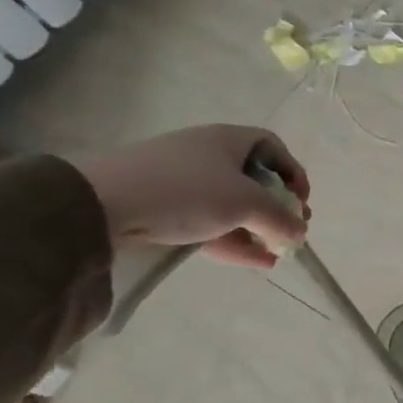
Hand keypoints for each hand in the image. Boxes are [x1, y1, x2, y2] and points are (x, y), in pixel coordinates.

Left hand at [76, 125, 310, 270]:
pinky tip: (256, 262)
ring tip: (276, 253)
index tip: (300, 201)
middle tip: (291, 230)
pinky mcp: (164, 208)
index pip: (273, 148)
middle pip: (254, 179)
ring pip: (232, 205)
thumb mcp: (246, 203)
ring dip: (257, 229)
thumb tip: (300, 232)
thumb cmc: (187, 190)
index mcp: (228, 140)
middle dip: (277, 207)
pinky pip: (210, 223)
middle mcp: (208, 155)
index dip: (293, 172)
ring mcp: (183, 182)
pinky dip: (235, 240)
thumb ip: (280, 219)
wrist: (102, 204)